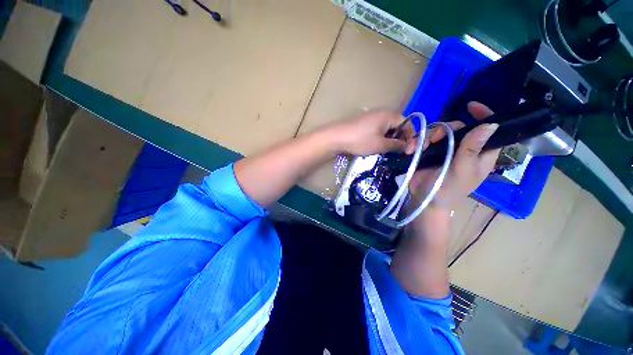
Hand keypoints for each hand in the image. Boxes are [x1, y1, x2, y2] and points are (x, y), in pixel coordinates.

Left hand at [327, 109, 415, 155]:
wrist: (337, 137)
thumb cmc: (361, 140)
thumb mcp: (381, 145)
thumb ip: (397, 145)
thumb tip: (409, 147)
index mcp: (389, 115)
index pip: (407, 124)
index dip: (410, 137)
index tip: (409, 150)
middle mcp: (382, 112)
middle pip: (398, 125)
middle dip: (400, 138)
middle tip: (398, 152)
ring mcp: (372, 116)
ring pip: (387, 128)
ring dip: (390, 139)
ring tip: (387, 150)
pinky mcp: (365, 122)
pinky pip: (378, 128)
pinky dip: (381, 137)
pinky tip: (377, 145)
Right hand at [408, 102, 500, 214]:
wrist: (424, 201)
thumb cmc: (447, 190)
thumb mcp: (461, 171)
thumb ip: (472, 149)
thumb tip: (490, 124)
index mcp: (479, 154)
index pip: (489, 131)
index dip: (484, 116)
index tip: (471, 106)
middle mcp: (463, 149)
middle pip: (458, 128)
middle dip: (444, 130)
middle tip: (433, 140)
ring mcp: (444, 151)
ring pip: (438, 132)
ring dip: (426, 137)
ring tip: (416, 147)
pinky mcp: (428, 153)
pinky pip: (424, 140)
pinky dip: (416, 143)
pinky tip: (410, 149)